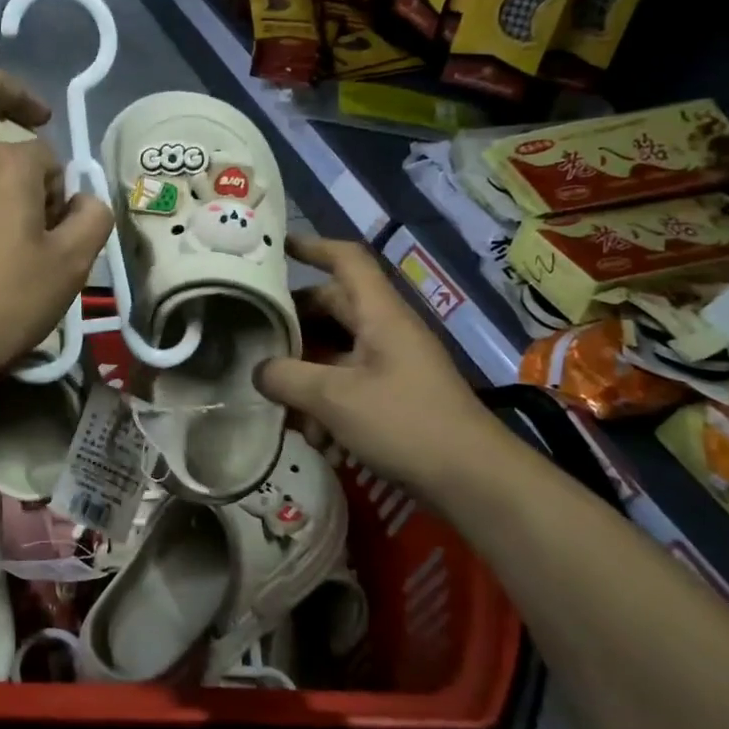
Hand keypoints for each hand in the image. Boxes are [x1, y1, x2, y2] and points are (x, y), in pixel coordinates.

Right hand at [254, 236, 505, 495]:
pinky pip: (347, 385)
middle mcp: (385, 332)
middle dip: (293, 324)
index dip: (312, 246)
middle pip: (331, 308)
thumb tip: (258, 370)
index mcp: (380, 314)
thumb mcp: (335, 399)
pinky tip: (314, 439)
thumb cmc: (406, 423)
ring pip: (333, 352)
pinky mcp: (392, 398)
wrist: (473, 481)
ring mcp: (390, 365)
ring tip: (281, 406)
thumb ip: (287, 378)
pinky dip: (325, 405)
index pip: (347, 260)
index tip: (276, 247)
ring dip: (304, 376)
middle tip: (254, 337)